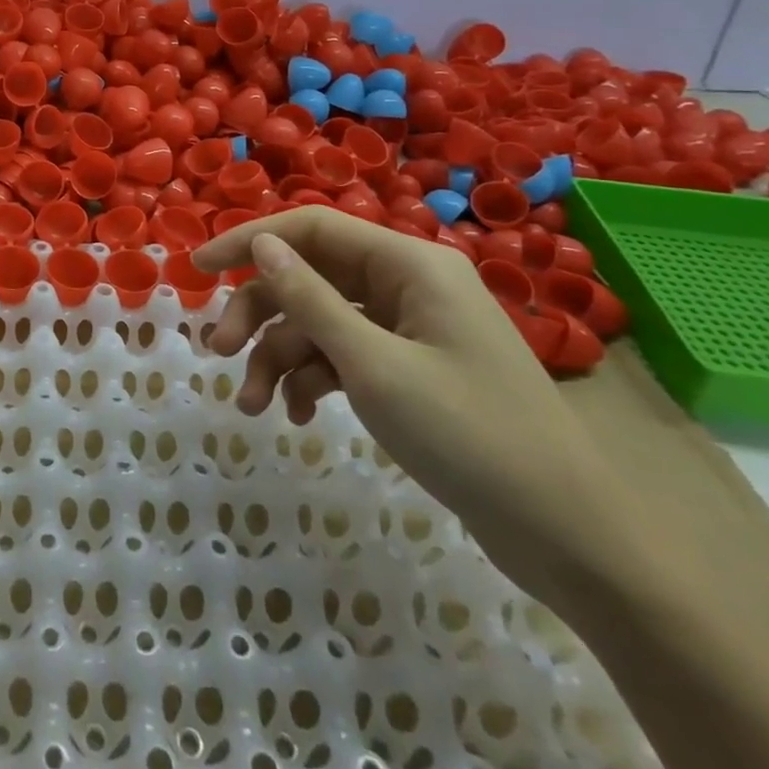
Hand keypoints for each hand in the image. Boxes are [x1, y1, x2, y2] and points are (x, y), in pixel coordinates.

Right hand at [195, 208, 619, 586]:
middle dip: (260, 314)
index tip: (198, 267)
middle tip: (217, 351)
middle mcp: (407, 284)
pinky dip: (312, 378)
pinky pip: (343, 354)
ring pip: (320, 321)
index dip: (249, 241)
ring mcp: (410, 327)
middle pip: (310, 277)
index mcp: (408, 264)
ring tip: (252, 404)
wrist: (570, 539)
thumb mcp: (373, 365)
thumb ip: (310, 299)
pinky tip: (294, 414)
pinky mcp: (410, 367)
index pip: (312, 228)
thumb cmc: (470, 436)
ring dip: (279, 356)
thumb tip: (262, 245)